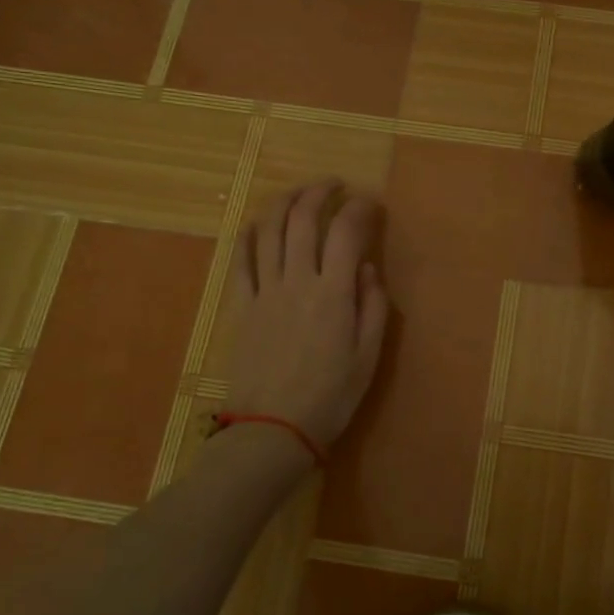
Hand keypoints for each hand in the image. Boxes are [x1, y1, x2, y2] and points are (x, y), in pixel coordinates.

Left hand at [225, 180, 389, 453]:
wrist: (272, 430)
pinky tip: (256, 222)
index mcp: (334, 294)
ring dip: (284, 202)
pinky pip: (241, 262)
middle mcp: (298, 281)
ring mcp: (265, 292)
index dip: (360, 208)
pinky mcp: (241, 307)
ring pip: (269, 231)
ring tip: (299, 192)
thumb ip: (372, 307)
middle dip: (320, 192)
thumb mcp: (368, 357)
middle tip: (334, 184)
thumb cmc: (330, 397)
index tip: (371, 202)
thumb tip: (368, 268)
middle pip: (303, 220)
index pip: (347, 232)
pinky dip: (248, 236)